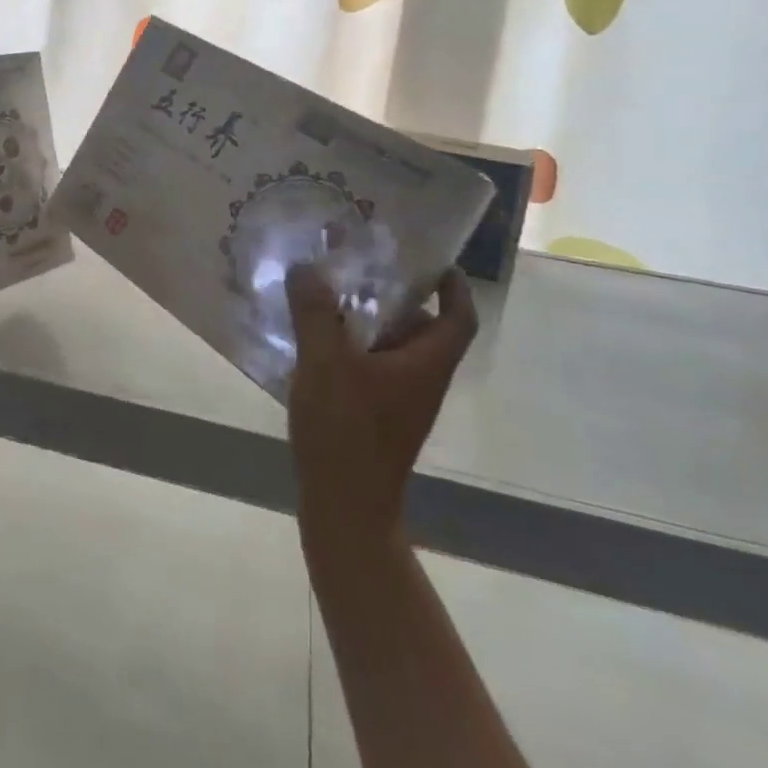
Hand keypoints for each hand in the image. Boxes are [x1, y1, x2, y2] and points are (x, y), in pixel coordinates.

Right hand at [286, 265, 477, 548]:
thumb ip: (316, 312)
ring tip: (329, 296)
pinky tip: (314, 341)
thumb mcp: (325, 363)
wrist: (344, 508)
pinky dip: (352, 348)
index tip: (431, 259)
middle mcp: (421, 380)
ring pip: (393, 349)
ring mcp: (399, 402)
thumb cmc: (346, 431)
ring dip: (368, 321)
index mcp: (426, 364)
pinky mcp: (376, 417)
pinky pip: (371, 368)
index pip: (459, 317)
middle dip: (395, 296)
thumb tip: (307, 268)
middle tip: (360, 268)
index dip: (453, 286)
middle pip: (423, 329)